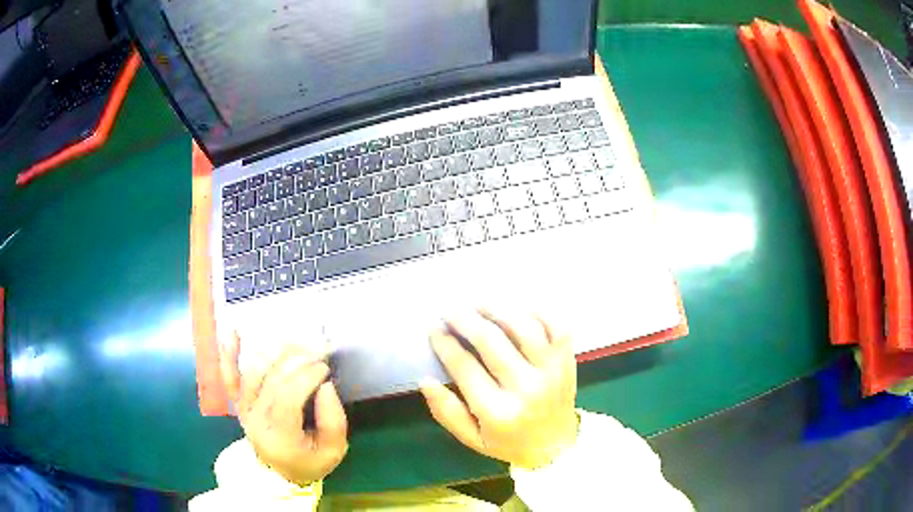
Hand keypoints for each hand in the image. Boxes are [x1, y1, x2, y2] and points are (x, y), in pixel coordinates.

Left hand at [220, 333, 347, 485]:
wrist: (277, 473)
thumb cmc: (308, 462)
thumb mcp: (333, 452)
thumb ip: (334, 422)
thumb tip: (325, 386)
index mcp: (279, 434)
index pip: (288, 396)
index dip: (307, 376)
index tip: (325, 367)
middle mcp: (255, 417)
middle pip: (272, 379)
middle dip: (298, 359)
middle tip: (319, 349)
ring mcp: (243, 406)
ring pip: (253, 371)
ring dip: (275, 351)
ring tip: (297, 343)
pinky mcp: (237, 400)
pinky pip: (228, 375)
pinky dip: (229, 354)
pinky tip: (232, 332)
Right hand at [420, 310, 578, 468]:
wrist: (556, 447)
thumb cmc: (509, 443)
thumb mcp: (472, 439)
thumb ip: (446, 411)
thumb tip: (426, 380)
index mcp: (498, 412)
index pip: (465, 367)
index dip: (445, 344)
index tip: (434, 330)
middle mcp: (527, 388)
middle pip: (491, 342)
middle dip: (465, 320)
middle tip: (450, 310)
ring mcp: (552, 371)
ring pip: (523, 328)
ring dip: (497, 310)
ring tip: (478, 304)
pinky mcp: (567, 361)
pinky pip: (556, 326)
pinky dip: (538, 312)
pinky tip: (517, 307)